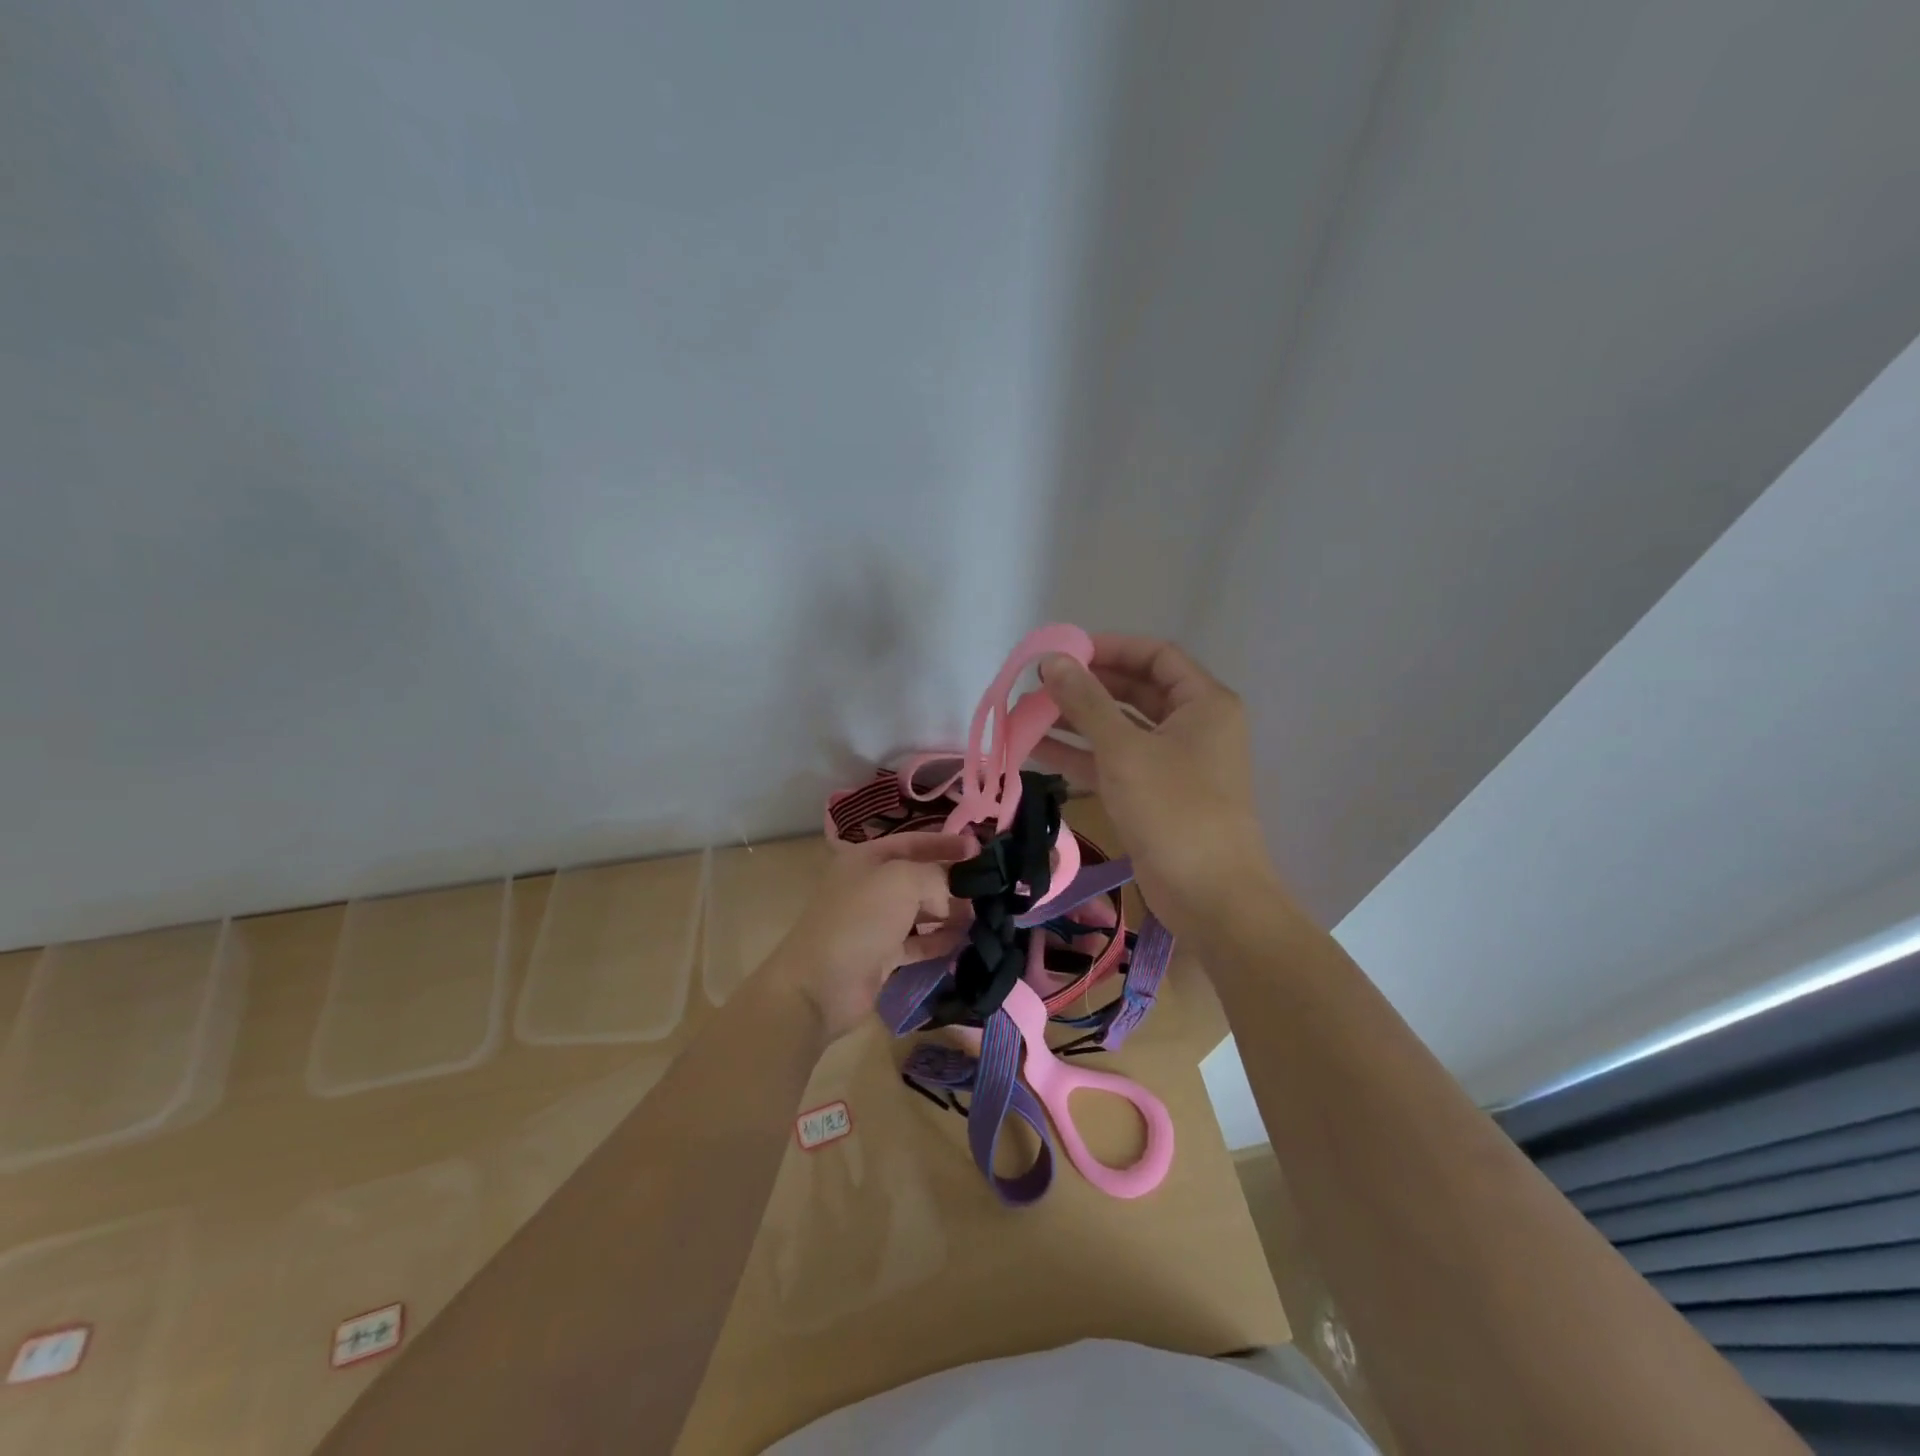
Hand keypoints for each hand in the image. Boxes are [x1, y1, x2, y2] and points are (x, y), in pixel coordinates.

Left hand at [763, 832, 972, 1040]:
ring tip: (982, 917)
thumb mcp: (902, 880)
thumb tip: (952, 896)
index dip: (945, 843)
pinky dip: (938, 941)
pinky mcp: (881, 956)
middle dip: (951, 881)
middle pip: (919, 877)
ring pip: (920, 911)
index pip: (914, 841)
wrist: (820, 985)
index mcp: (867, 858)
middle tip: (987, 890)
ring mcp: (875, 922)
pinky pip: (916, 942)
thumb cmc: (860, 919)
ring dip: (949, 913)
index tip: (979, 850)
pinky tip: (963, 942)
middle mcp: (870, 886)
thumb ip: (936, 876)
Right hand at [1037, 635, 1276, 933]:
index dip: (1110, 648)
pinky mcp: (1154, 795)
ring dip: (1077, 721)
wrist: (1209, 895)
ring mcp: (1173, 763)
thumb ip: (1086, 701)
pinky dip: (1081, 755)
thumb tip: (1052, 660)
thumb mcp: (1124, 749)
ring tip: (1026, 713)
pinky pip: (1115, 762)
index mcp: (1203, 703)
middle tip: (1039, 683)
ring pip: (1120, 729)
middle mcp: (1192, 726)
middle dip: (1087, 686)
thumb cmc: (1173, 808)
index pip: (1155, 655)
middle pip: (1135, 691)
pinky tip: (1037, 749)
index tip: (1064, 651)